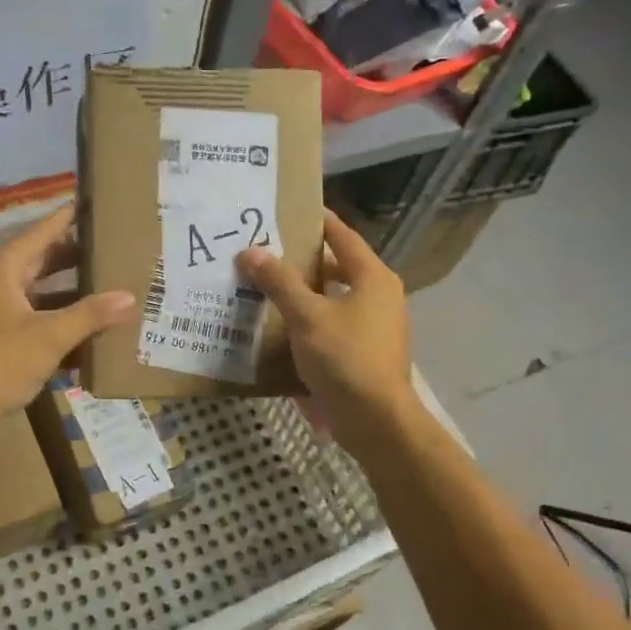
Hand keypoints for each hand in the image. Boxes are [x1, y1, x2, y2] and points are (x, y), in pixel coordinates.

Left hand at [0, 206, 135, 428]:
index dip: (69, 218)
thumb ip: (90, 315)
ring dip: (71, 294)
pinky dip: (59, 321)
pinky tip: (88, 333)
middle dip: (77, 258)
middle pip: (43, 260)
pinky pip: (35, 319)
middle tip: (113, 249)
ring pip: (40, 293)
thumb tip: (129, 297)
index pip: (43, 231)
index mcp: (4, 268)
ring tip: (109, 289)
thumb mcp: (50, 336)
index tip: (95, 204)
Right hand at [235, 209, 414, 450]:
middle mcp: (380, 296)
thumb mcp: (307, 316)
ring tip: (267, 286)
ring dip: (305, 292)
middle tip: (268, 251)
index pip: (342, 236)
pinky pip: (334, 324)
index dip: (317, 221)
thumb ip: (279, 281)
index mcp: (373, 277)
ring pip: (335, 298)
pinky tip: (282, 326)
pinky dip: (311, 319)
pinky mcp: (366, 352)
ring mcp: (376, 326)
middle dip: (304, 260)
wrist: (375, 420)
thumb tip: (250, 251)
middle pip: (338, 267)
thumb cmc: (345, 358)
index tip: (289, 209)